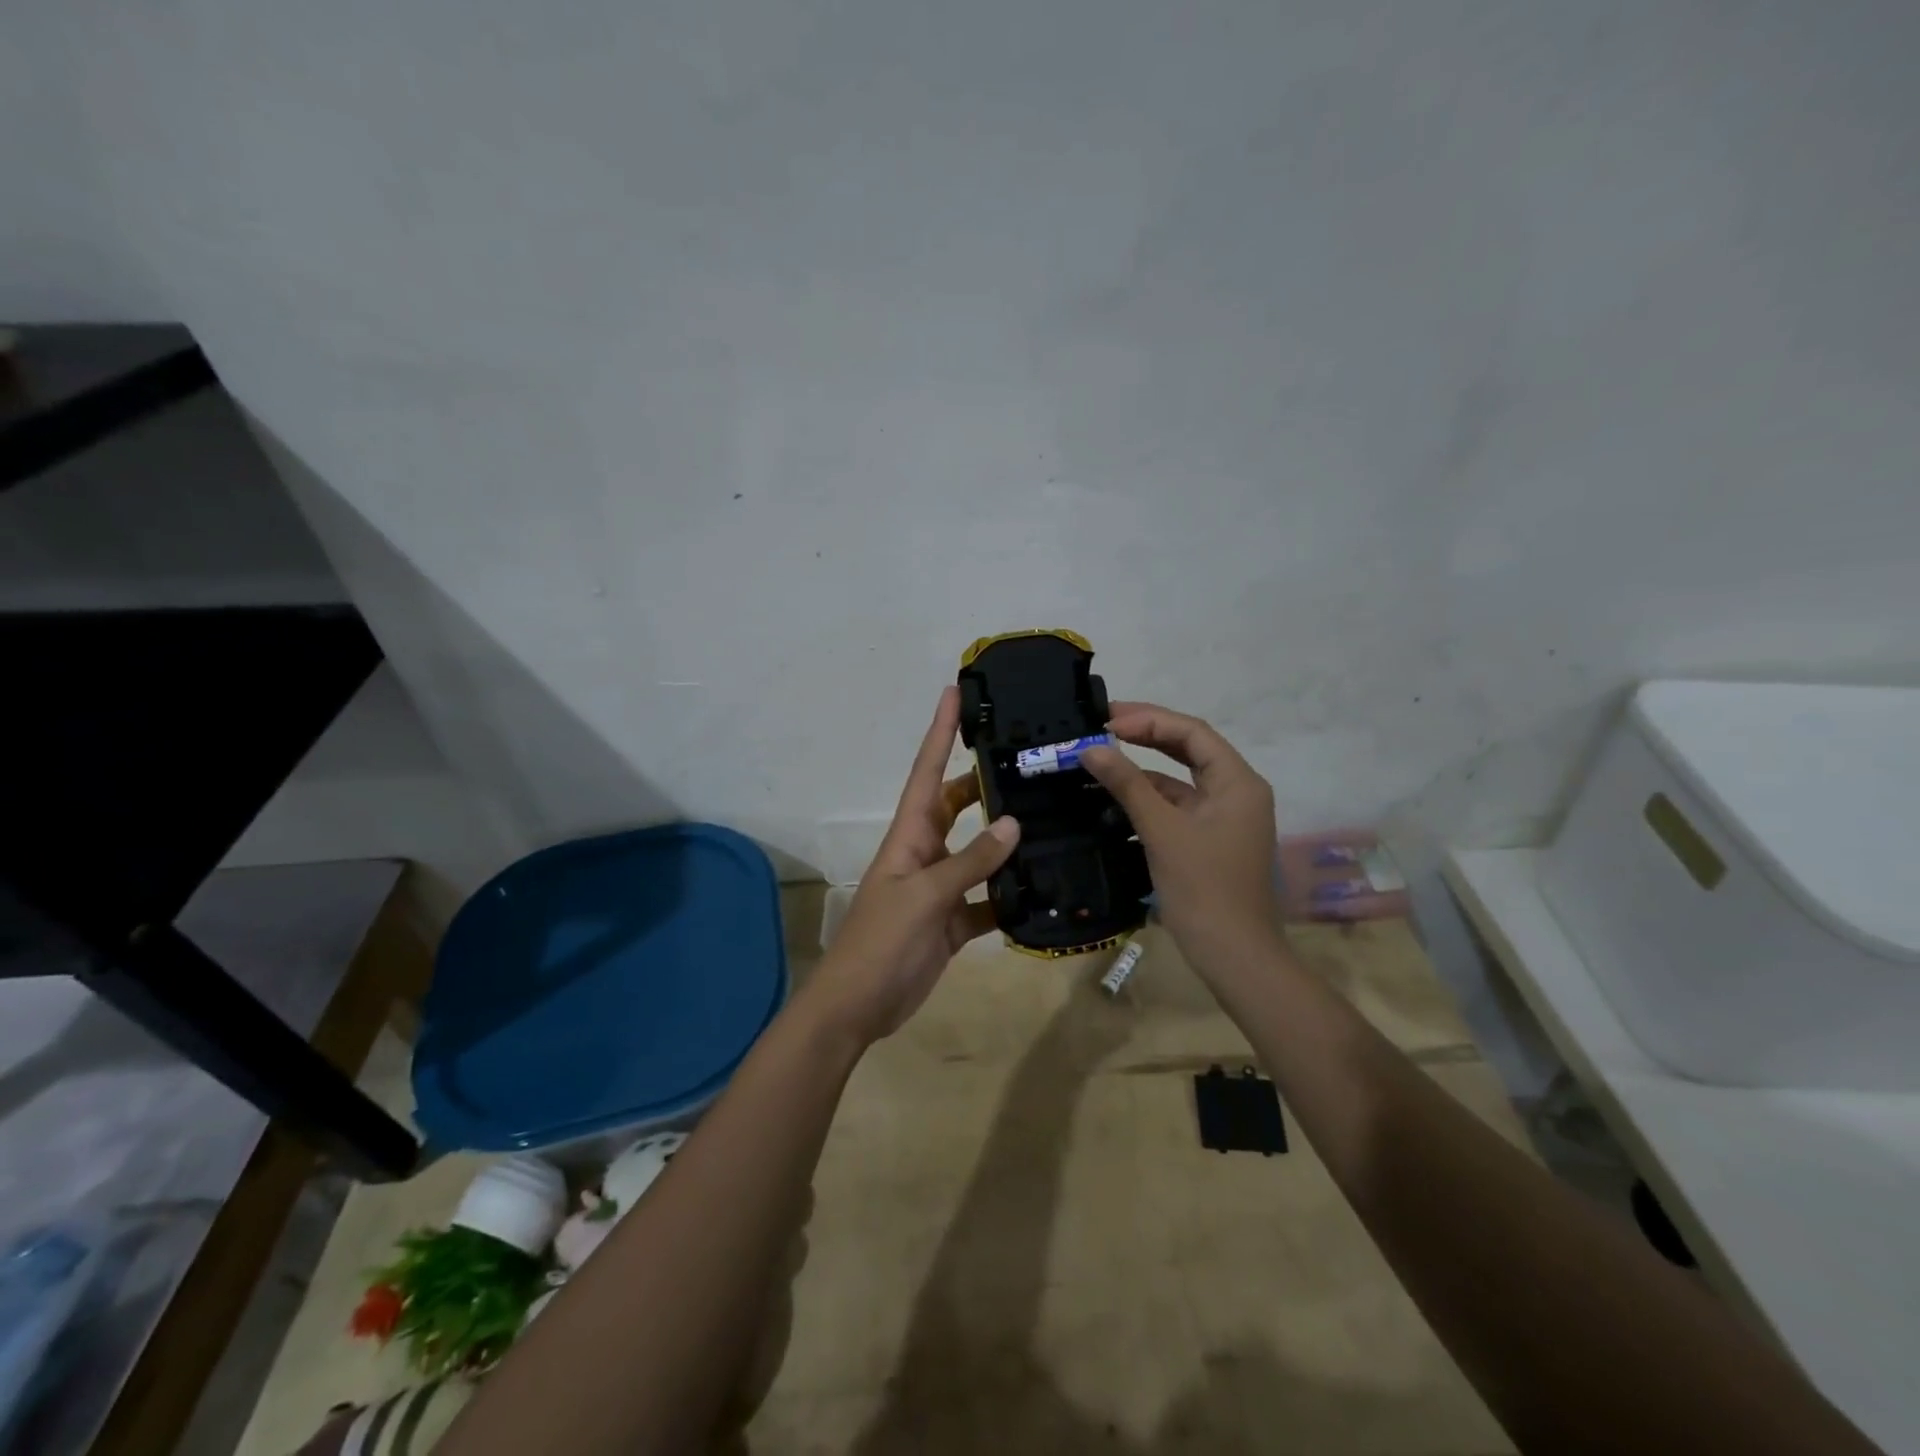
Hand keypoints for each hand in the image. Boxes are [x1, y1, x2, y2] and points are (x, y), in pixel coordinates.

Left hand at [800, 687, 1020, 1045]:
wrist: (858, 1006)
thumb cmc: (881, 941)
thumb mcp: (925, 895)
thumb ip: (970, 861)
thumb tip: (1013, 822)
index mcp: (909, 835)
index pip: (927, 772)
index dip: (939, 732)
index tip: (954, 693)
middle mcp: (925, 853)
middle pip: (957, 806)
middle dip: (984, 782)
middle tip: (1026, 761)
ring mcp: (940, 888)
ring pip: (978, 853)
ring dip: (1006, 841)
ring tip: (1049, 819)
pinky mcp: (953, 922)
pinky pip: (987, 901)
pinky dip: (1010, 897)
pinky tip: (1043, 891)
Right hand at [1082, 703, 1281, 968]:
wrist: (1234, 955)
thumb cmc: (1203, 888)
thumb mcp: (1162, 831)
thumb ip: (1128, 785)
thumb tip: (1091, 749)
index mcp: (1237, 782)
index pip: (1192, 732)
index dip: (1148, 720)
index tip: (1106, 722)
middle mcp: (1236, 791)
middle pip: (1189, 748)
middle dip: (1146, 734)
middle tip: (1102, 725)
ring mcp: (1224, 816)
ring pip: (1181, 778)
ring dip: (1144, 767)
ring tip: (1101, 756)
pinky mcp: (1210, 838)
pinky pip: (1178, 805)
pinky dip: (1150, 796)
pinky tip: (1116, 796)